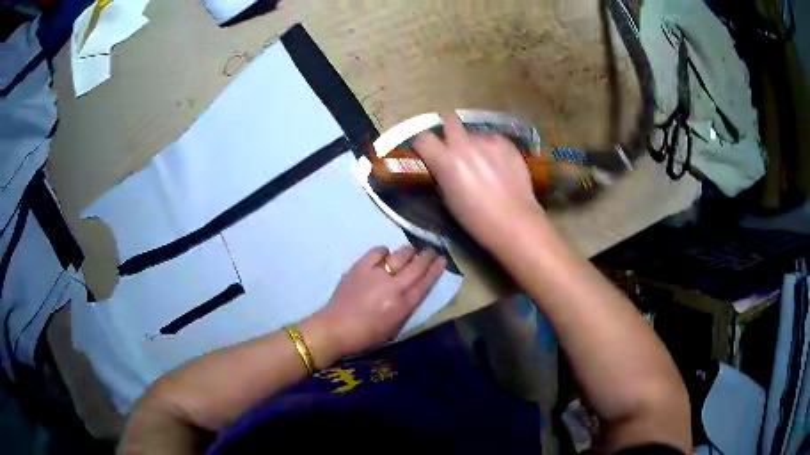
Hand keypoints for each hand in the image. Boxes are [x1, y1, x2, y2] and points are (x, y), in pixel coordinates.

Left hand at [307, 246, 446, 359]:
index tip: (443, 259)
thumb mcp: (394, 327)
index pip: (425, 283)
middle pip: (416, 266)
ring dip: (408, 251)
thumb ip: (406, 307)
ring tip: (410, 251)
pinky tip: (384, 256)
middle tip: (432, 250)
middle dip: (427, 256)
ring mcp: (376, 274)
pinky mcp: (360, 267)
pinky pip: (378, 251)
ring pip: (400, 254)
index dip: (436, 270)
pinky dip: (384, 252)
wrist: (335, 328)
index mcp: (403, 306)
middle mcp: (393, 287)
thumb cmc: (366, 335)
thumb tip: (413, 289)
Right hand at [413, 113, 544, 249]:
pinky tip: (500, 164)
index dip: (424, 144)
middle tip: (453, 144)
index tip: (428, 151)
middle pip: (449, 120)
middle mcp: (464, 144)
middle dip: (448, 129)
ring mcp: (488, 141)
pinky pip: (493, 139)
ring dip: (474, 144)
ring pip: (474, 134)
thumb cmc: (476, 219)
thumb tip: (442, 166)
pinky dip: (493, 148)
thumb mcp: (448, 199)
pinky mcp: (507, 143)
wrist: (514, 221)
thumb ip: (442, 175)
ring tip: (485, 162)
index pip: (423, 138)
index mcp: (446, 160)